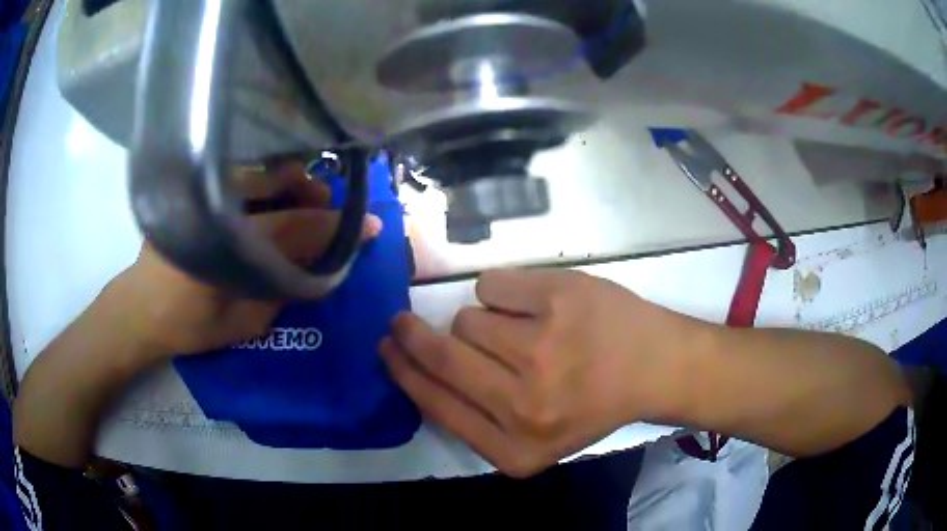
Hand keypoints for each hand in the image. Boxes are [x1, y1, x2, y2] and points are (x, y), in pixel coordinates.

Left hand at [108, 161, 381, 357]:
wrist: (139, 310)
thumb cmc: (189, 324)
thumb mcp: (245, 321)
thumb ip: (286, 292)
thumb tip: (324, 267)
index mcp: (228, 244)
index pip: (296, 225)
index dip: (335, 226)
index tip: (371, 224)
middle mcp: (216, 204)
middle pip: (279, 179)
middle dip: (314, 191)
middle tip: (327, 209)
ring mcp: (202, 190)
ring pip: (259, 169)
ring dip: (290, 182)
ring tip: (302, 204)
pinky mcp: (193, 188)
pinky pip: (240, 175)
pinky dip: (265, 183)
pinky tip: (269, 202)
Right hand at [381, 269, 696, 477]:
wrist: (657, 366)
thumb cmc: (593, 403)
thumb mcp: (534, 437)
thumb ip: (478, 417)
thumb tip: (417, 368)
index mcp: (515, 449)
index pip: (436, 404)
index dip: (404, 372)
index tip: (387, 349)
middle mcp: (524, 406)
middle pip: (441, 354)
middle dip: (411, 334)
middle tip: (401, 320)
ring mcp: (542, 349)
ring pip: (467, 318)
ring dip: (484, 321)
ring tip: (523, 330)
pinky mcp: (559, 300)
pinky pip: (492, 284)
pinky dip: (504, 291)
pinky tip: (539, 306)